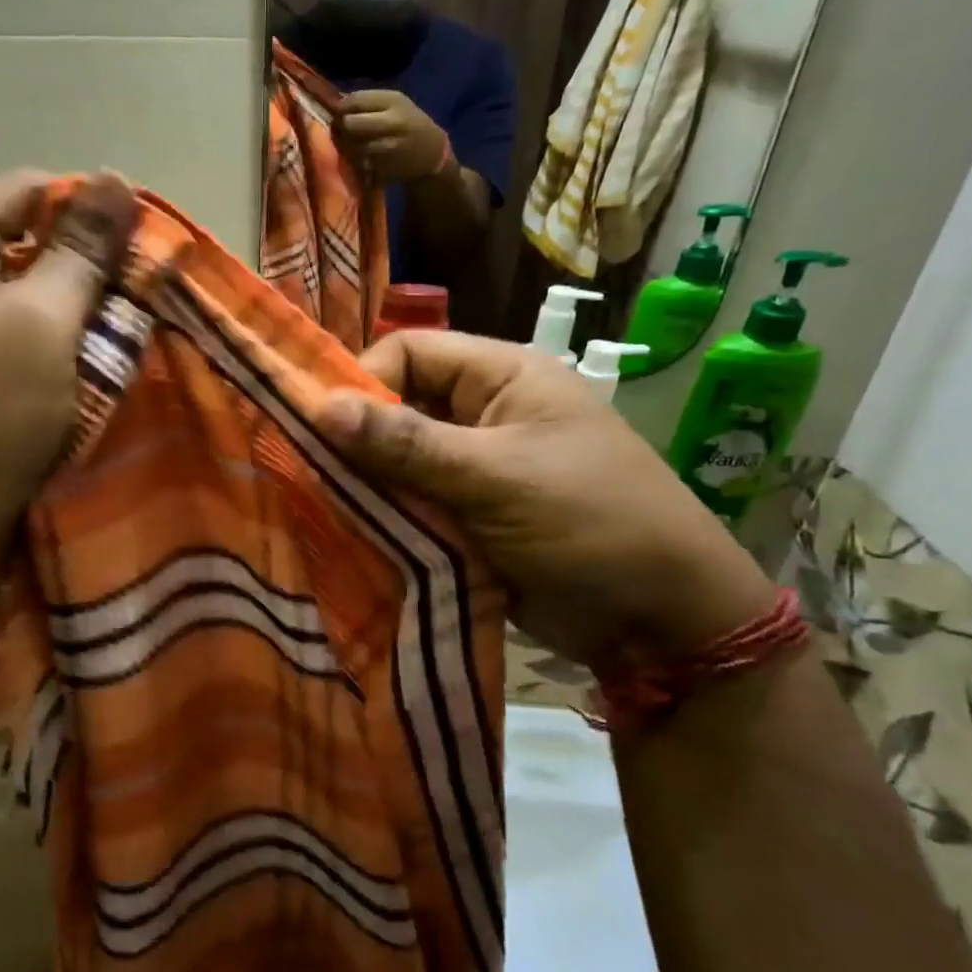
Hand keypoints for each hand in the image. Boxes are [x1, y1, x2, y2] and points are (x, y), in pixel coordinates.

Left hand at [0, 170, 136, 588]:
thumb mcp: (42, 323)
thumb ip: (81, 252)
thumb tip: (114, 176)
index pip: (24, 192)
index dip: (88, 208)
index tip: (147, 244)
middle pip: (24, 252)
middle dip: (88, 275)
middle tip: (143, 305)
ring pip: (24, 309)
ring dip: (76, 323)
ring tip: (124, 346)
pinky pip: (12, 353)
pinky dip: (53, 360)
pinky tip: (86, 382)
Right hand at [316, 331, 775, 669]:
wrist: (659, 619)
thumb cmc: (588, 522)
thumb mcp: (495, 477)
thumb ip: (407, 444)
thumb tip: (320, 407)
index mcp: (502, 377)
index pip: (411, 352)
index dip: (364, 379)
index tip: (324, 428)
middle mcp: (484, 414)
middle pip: (399, 407)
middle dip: (358, 439)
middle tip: (312, 474)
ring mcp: (475, 470)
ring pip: (399, 462)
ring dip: (368, 485)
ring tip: (326, 509)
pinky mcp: (467, 518)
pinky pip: (412, 506)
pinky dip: (386, 519)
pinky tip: (353, 536)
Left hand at [335, 89, 451, 182]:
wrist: (430, 153)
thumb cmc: (408, 123)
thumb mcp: (395, 103)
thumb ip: (368, 101)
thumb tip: (337, 103)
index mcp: (393, 101)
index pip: (355, 100)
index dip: (341, 107)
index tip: (339, 112)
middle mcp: (391, 122)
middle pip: (349, 123)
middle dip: (341, 127)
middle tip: (341, 130)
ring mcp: (387, 147)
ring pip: (351, 145)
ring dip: (346, 145)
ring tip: (351, 143)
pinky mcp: (383, 167)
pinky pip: (357, 161)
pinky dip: (354, 159)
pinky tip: (361, 156)